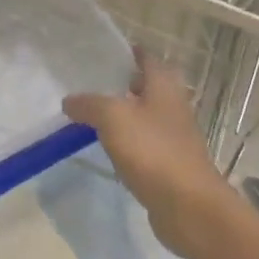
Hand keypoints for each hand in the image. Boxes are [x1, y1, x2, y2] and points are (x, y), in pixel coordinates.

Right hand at [64, 50, 231, 258]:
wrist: (188, 206)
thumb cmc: (153, 151)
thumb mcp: (113, 118)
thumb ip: (89, 104)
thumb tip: (69, 101)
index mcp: (164, 88)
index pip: (148, 59)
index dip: (130, 52)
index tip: (106, 51)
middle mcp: (173, 108)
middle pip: (149, 87)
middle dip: (125, 83)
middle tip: (93, 83)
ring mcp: (173, 138)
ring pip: (146, 117)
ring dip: (125, 114)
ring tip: (93, 114)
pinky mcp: (169, 165)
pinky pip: (144, 144)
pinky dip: (128, 142)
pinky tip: (108, 147)